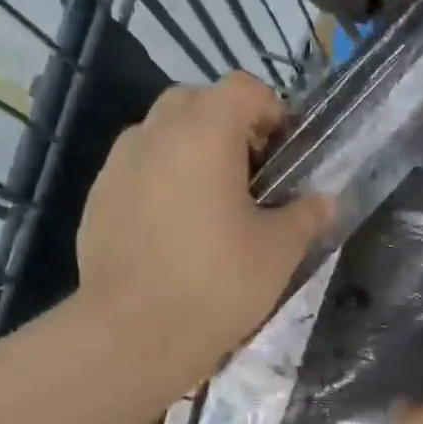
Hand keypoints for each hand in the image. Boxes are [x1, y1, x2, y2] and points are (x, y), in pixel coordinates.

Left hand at [77, 73, 331, 386]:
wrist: (133, 335)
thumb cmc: (216, 284)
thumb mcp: (278, 251)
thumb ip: (306, 216)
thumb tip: (326, 201)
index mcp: (205, 132)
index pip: (243, 88)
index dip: (271, 110)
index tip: (284, 151)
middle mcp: (156, 133)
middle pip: (196, 101)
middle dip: (228, 123)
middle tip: (250, 173)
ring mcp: (118, 164)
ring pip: (160, 132)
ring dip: (190, 148)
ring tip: (209, 200)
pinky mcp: (97, 197)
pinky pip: (135, 168)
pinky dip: (159, 178)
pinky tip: (172, 227)